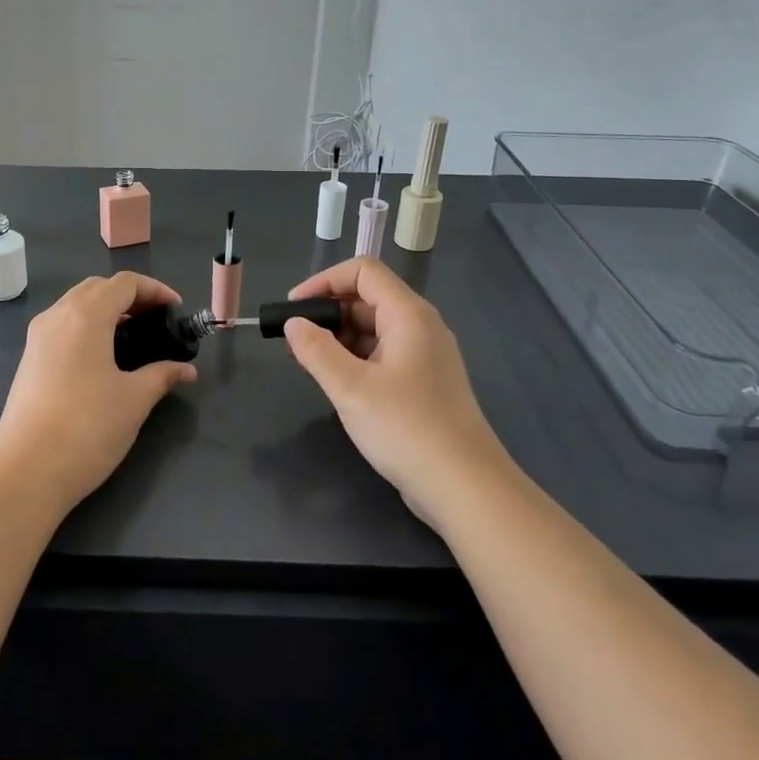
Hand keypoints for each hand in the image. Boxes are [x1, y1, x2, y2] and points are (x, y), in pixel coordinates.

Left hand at [0, 272, 196, 513]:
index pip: (124, 283)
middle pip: (97, 287)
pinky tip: (102, 357)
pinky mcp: (28, 360)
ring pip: (75, 305)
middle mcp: (57, 316)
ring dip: (105, 310)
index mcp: (85, 316)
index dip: (154, 290)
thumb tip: (186, 370)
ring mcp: (37, 338)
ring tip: (132, 336)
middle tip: (156, 320)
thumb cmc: (87, 428)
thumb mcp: (134, 400)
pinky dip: (86, 326)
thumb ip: (162, 375)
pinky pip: (62, 326)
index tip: (176, 310)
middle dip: (129, 296)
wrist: (27, 471)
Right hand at [283, 257, 511, 526]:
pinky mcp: (425, 383)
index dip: (324, 281)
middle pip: (368, 298)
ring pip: (375, 329)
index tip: (293, 308)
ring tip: (310, 365)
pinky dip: (356, 359)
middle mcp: (421, 327)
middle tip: (296, 342)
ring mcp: (426, 356)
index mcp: (408, 315)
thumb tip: (294, 324)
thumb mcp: (351, 388)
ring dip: (340, 339)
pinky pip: (384, 354)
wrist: (464, 487)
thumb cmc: (406, 428)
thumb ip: (316, 350)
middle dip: (328, 313)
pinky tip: (338, 384)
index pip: (363, 272)